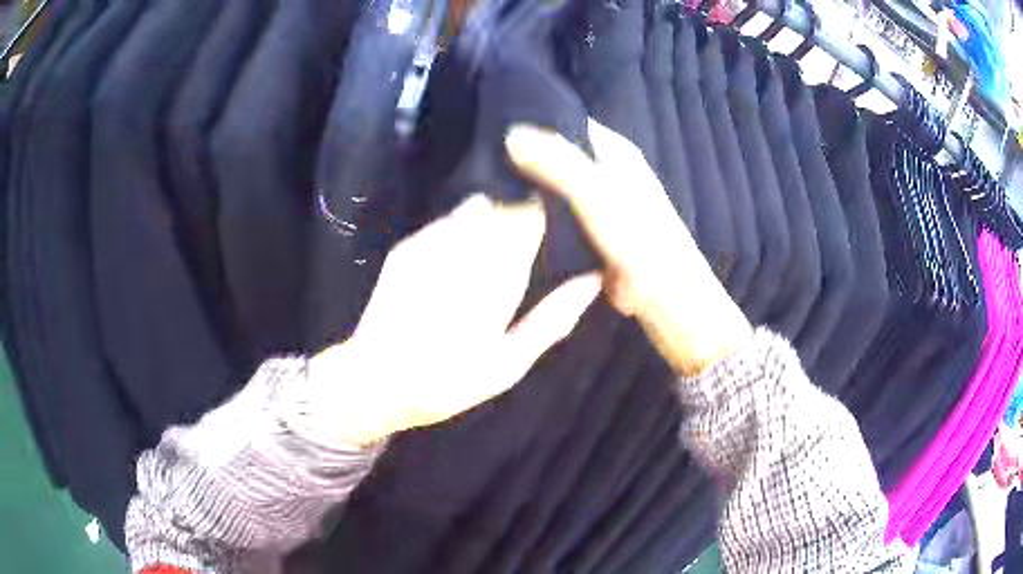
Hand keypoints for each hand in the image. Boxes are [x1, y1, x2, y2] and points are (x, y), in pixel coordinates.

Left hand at [304, 195, 601, 446]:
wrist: (373, 381)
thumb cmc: (448, 382)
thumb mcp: (508, 363)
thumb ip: (551, 319)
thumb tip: (591, 282)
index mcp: (494, 278)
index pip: (530, 220)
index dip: (546, 222)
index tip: (556, 238)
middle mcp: (462, 249)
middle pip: (505, 210)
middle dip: (521, 224)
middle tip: (528, 255)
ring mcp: (429, 244)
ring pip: (476, 210)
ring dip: (492, 226)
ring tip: (494, 261)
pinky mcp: (407, 247)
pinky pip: (447, 223)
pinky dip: (463, 232)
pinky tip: (461, 264)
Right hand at [505, 119, 751, 376]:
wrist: (662, 296)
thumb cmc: (637, 238)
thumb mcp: (595, 192)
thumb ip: (555, 161)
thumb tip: (510, 132)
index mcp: (612, 150)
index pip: (566, 121)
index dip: (532, 120)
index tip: (491, 124)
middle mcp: (603, 170)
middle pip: (555, 153)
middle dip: (523, 156)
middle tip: (478, 158)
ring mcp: (594, 202)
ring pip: (551, 186)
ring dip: (526, 187)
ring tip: (481, 183)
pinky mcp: (585, 231)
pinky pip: (553, 215)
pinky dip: (533, 215)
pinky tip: (503, 215)